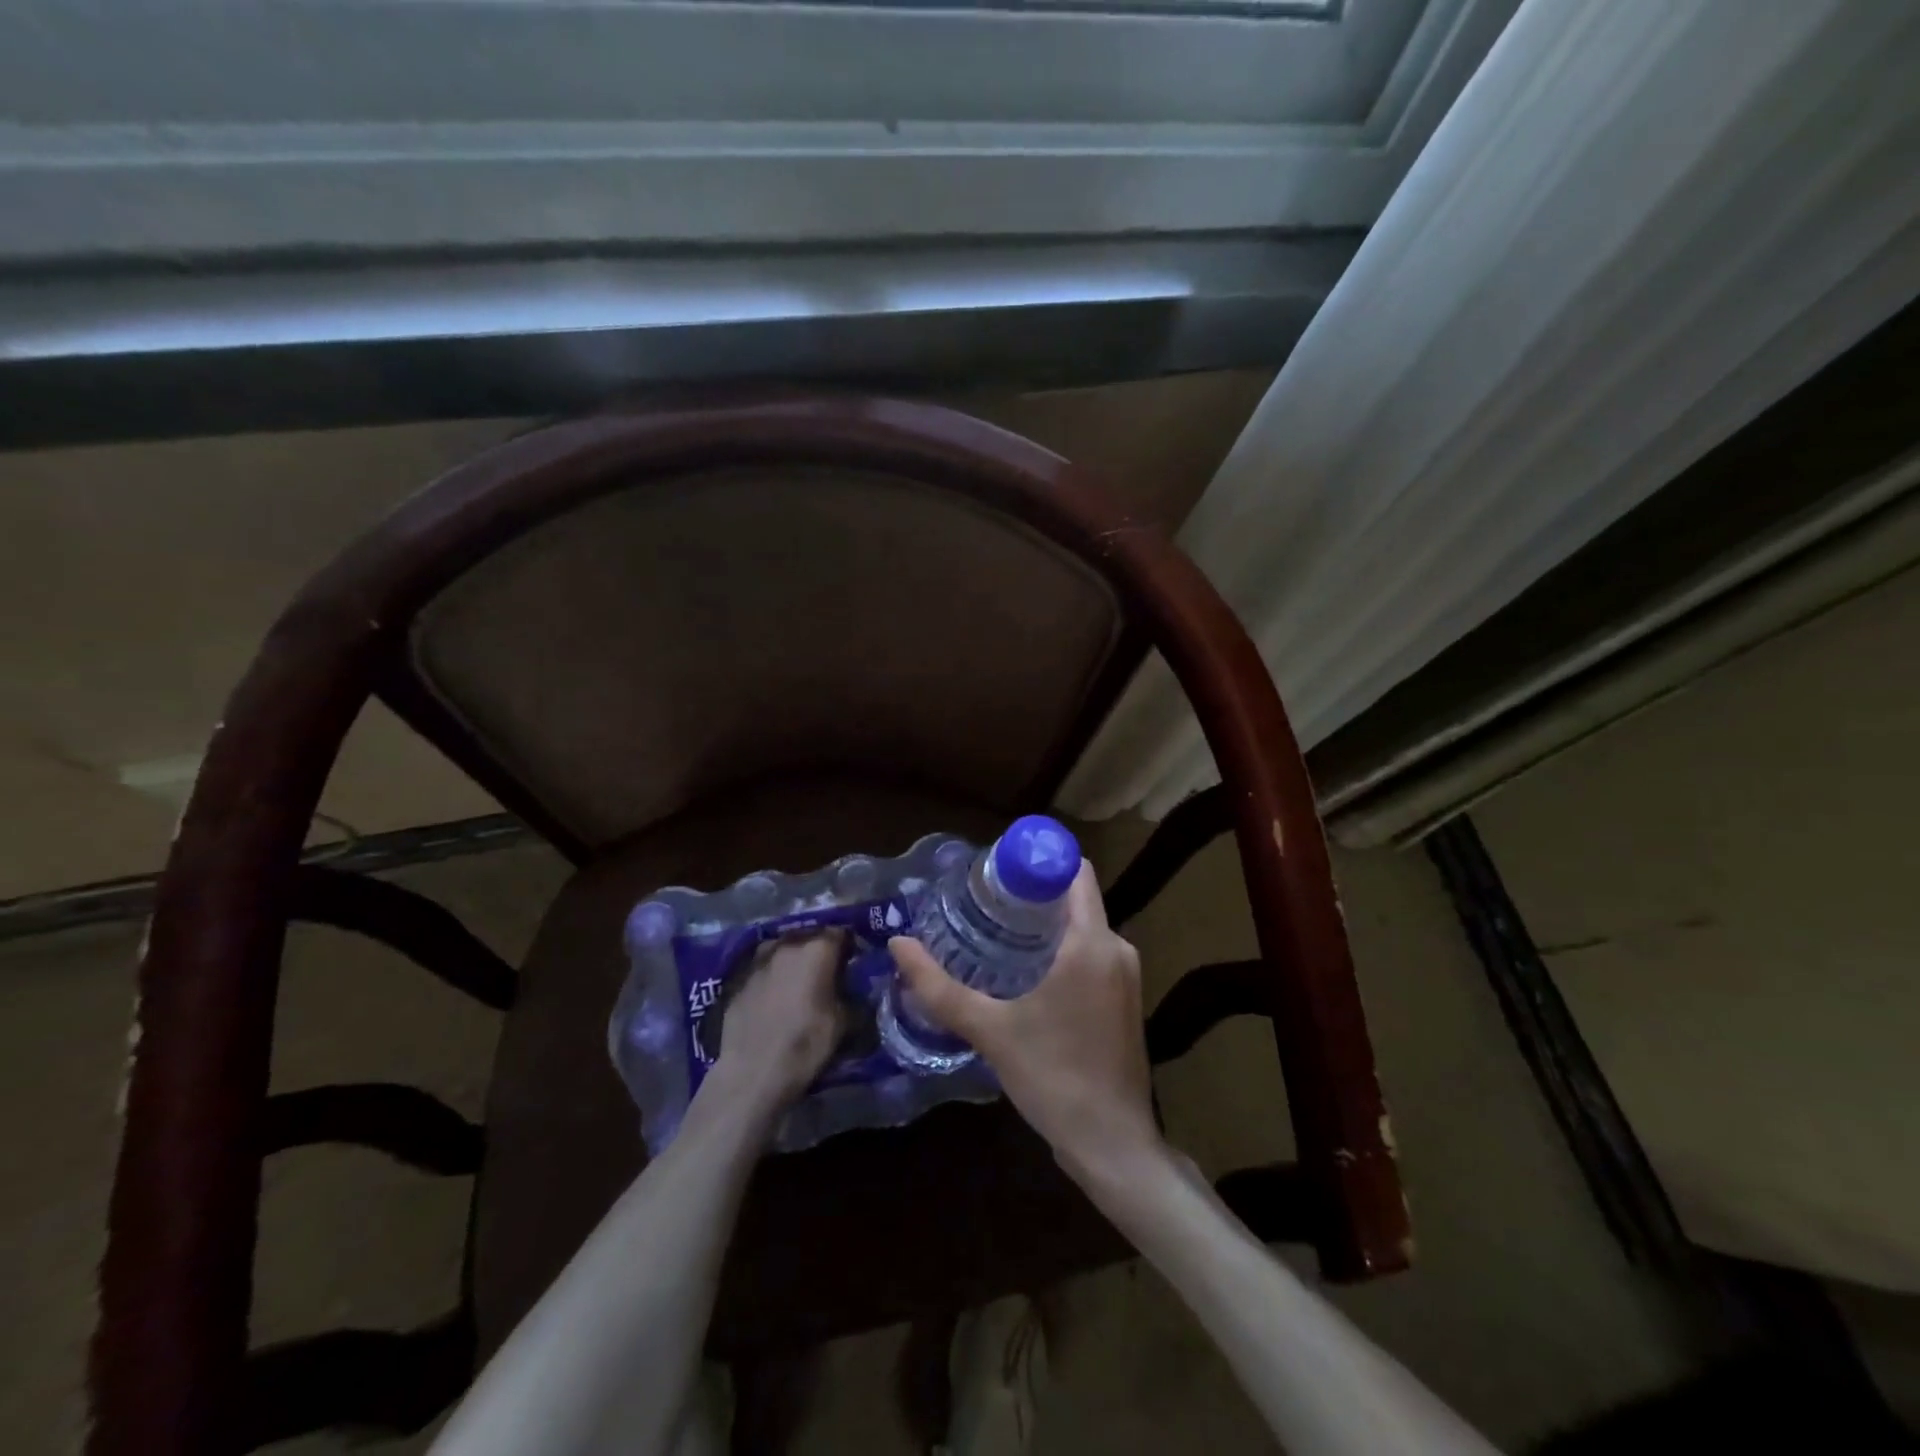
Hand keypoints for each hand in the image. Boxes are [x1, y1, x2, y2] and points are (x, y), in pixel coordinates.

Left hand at [700, 930, 845, 1124]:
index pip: (841, 933)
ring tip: (799, 982)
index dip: (850, 947)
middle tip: (828, 973)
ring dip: (795, 959)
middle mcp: (787, 944)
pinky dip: (773, 975)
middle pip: (810, 936)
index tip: (854, 963)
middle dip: (821, 950)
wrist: (751, 1073)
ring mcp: (759, 959)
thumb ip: (853, 996)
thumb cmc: (805, 1044)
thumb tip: (855, 990)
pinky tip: (775, 997)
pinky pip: (764, 967)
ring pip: (784, 948)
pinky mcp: (738, 978)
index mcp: (817, 949)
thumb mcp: (844, 1023)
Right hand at [889, 863, 1162, 1184]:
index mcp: (1092, 942)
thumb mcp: (990, 1030)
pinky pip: (1091, 954)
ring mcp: (1127, 975)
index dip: (1036, 861)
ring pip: (1082, 928)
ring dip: (1043, 925)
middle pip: (1074, 898)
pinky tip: (1024, 972)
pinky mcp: (1125, 1000)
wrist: (1112, 1145)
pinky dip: (1060, 951)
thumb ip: (940, 987)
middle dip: (1030, 895)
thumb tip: (898, 943)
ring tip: (994, 933)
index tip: (995, 871)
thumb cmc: (1054, 1077)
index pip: (1075, 871)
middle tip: (982, 903)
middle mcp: (1118, 948)